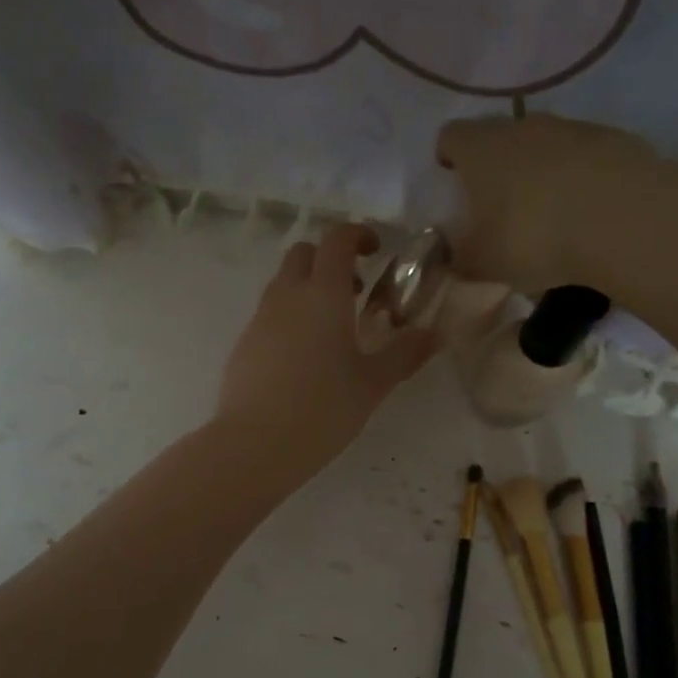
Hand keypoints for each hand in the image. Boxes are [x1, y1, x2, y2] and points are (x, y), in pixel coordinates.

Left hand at [214, 224, 435, 480]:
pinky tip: (303, 359)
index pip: (337, 239)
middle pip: (304, 253)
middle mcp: (288, 296)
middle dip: (329, 260)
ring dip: (308, 289)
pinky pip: (269, 314)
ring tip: (332, 330)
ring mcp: (260, 319)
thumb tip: (433, 334)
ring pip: (283, 283)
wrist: (255, 444)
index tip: (376, 249)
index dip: (357, 234)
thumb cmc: (323, 409)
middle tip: (354, 291)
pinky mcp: (244, 344)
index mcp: (323, 294)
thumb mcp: (373, 384)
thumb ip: (403, 354)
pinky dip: (289, 318)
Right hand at [436, 113, 667, 296]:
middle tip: (498, 205)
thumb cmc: (533, 237)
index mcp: (480, 149)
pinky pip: (584, 156)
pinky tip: (587, 214)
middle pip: (499, 136)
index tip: (453, 182)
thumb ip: (461, 259)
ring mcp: (572, 128)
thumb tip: (454, 258)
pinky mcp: (614, 139)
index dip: (448, 157)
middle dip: (495, 166)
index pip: (450, 136)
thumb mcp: (482, 264)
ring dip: (540, 171)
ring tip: (548, 215)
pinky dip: (579, 178)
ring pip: (544, 144)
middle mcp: (522, 126)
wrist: (623, 220)